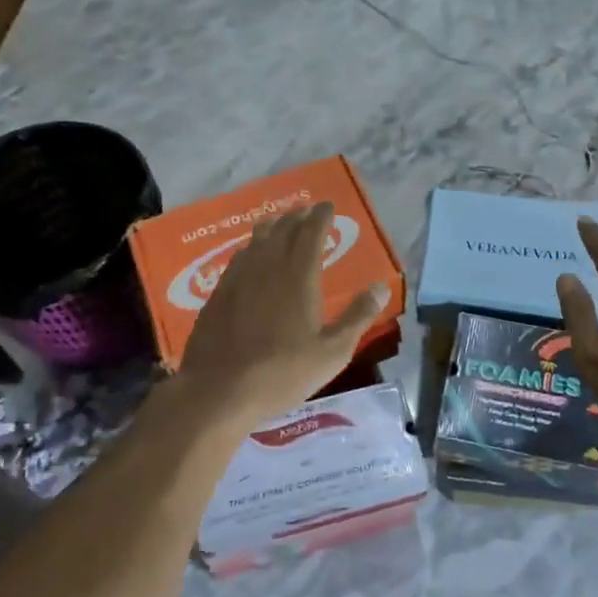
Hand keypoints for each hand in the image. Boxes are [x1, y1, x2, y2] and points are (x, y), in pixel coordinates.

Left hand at [176, 201, 388, 428]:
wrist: (219, 391)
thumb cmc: (283, 373)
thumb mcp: (333, 352)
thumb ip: (358, 316)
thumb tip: (380, 286)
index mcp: (298, 277)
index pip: (310, 234)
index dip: (319, 217)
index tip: (326, 205)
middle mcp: (267, 269)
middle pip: (282, 232)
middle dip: (296, 218)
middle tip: (305, 211)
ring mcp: (238, 280)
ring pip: (256, 243)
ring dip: (271, 229)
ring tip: (278, 224)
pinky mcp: (217, 296)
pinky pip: (237, 260)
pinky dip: (249, 250)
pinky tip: (248, 257)